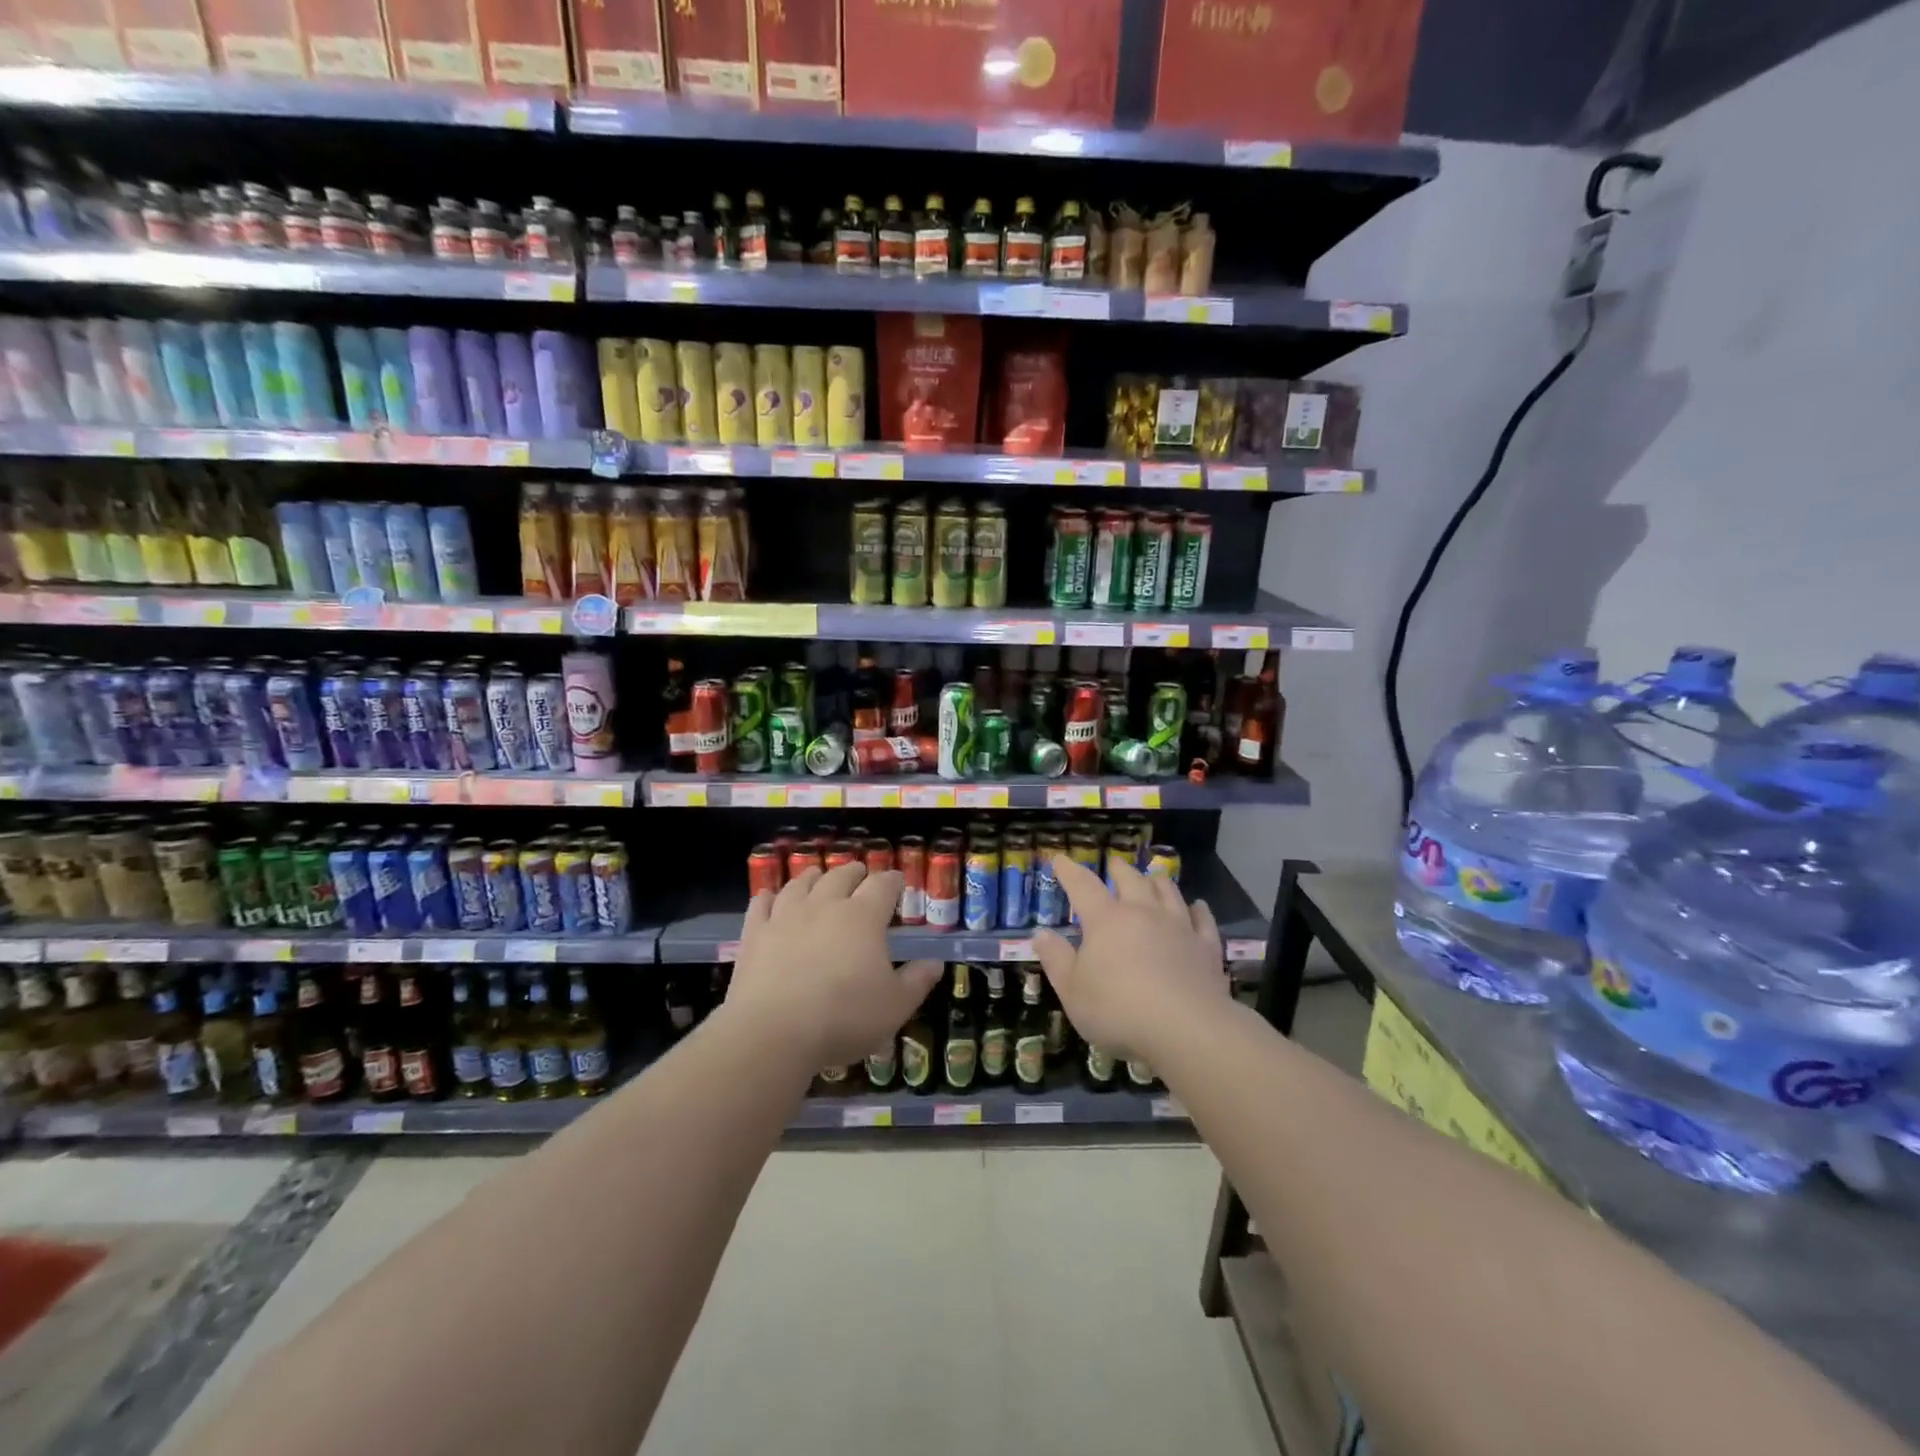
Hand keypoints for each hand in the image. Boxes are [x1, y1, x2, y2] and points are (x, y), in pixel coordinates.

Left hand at [726, 862, 941, 1069]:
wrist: (772, 1032)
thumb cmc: (843, 1018)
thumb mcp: (895, 1007)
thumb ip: (917, 981)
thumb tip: (935, 963)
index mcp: (863, 917)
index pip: (882, 886)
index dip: (892, 880)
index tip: (898, 881)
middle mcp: (825, 906)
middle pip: (841, 876)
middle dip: (855, 872)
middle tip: (860, 875)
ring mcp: (785, 916)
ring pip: (800, 883)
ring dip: (813, 877)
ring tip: (818, 875)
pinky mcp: (755, 934)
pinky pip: (761, 904)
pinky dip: (768, 897)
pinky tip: (769, 897)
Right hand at [1033, 854, 1225, 1060]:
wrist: (1186, 1028)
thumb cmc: (1118, 1010)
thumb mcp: (1072, 991)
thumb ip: (1056, 959)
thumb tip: (1040, 932)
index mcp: (1106, 920)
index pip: (1083, 886)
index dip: (1070, 871)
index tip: (1060, 859)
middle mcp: (1143, 913)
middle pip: (1131, 880)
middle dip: (1119, 869)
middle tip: (1114, 863)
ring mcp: (1178, 927)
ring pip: (1168, 892)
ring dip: (1158, 881)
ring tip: (1153, 875)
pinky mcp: (1206, 947)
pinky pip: (1203, 920)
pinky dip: (1199, 909)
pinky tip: (1198, 906)